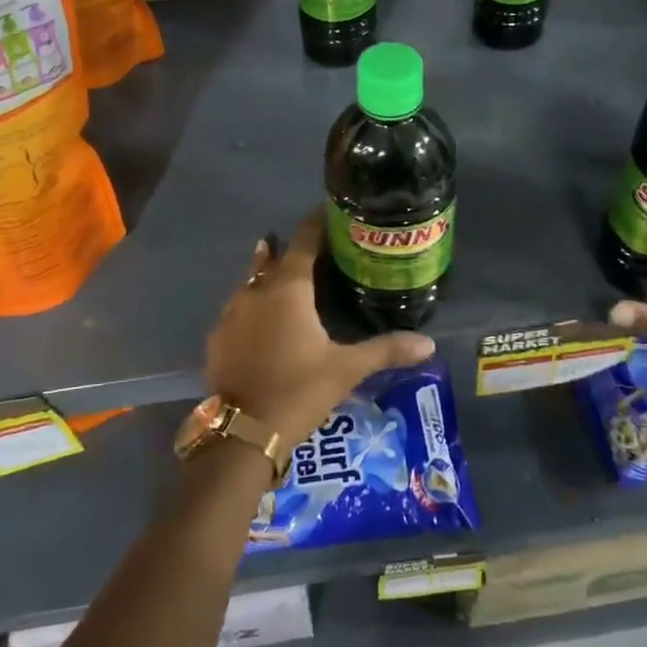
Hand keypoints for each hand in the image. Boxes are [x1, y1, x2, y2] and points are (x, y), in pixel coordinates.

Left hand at [204, 208, 435, 448]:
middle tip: (316, 248)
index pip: (303, 240)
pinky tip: (263, 319)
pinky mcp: (218, 337)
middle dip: (291, 248)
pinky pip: (238, 308)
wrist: (242, 434)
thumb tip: (429, 343)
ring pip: (251, 281)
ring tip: (286, 273)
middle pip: (273, 257)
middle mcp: (256, 291)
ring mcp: (231, 313)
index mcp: (288, 289)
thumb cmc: (298, 390)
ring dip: (268, 273)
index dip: (317, 223)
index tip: (331, 212)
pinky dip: (253, 303)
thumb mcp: (346, 369)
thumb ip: (386, 350)